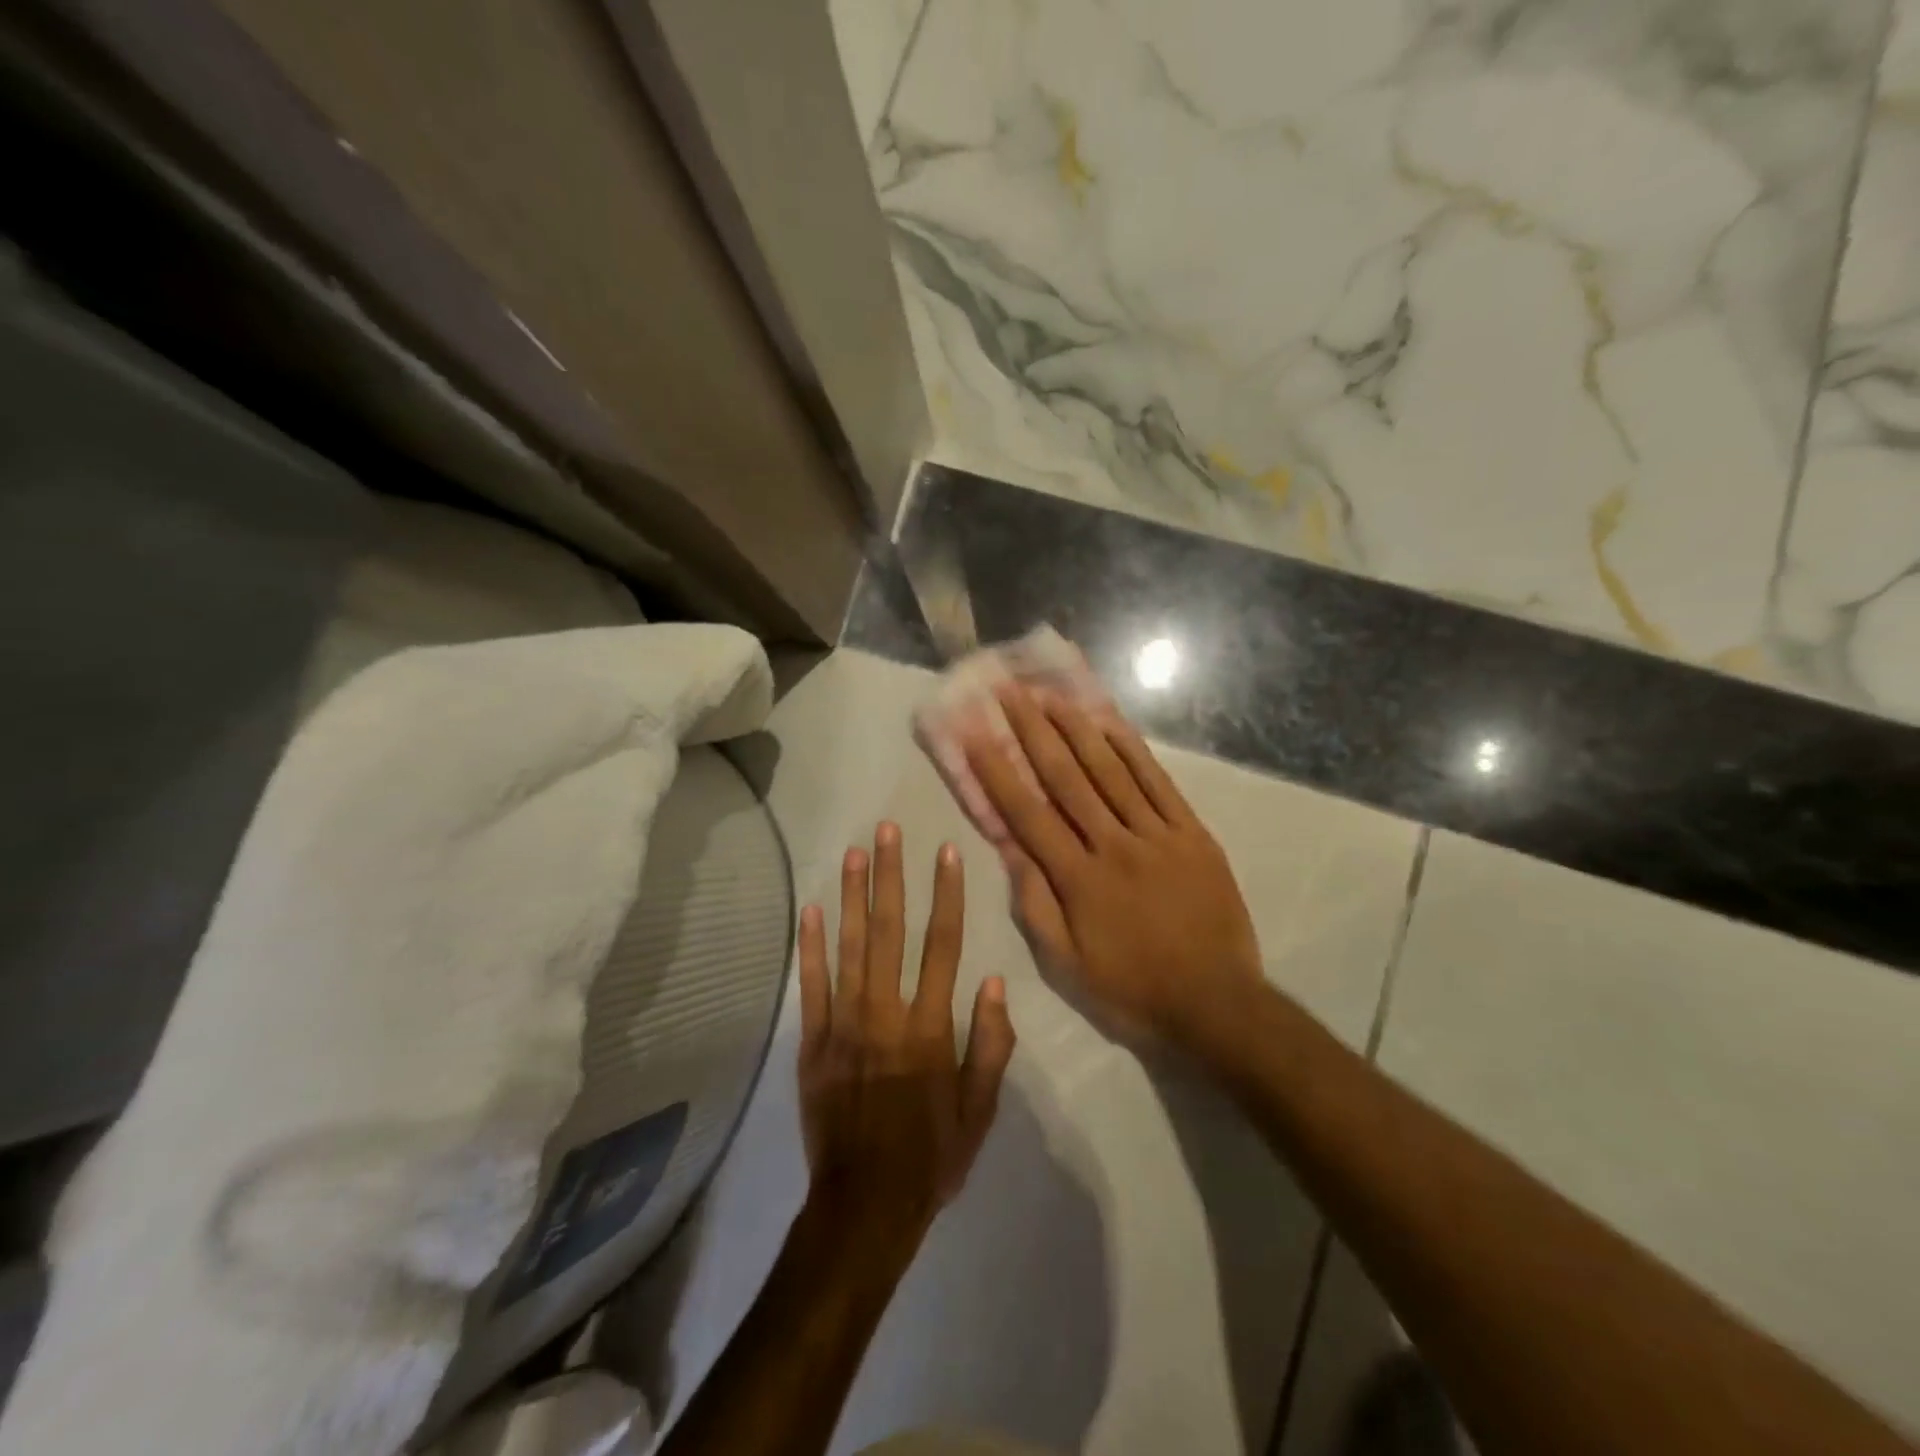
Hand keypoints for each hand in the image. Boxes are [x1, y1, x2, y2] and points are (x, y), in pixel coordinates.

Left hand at [797, 823, 1016, 1240]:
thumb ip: (990, 1044)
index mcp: (930, 1028)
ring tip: (855, 851)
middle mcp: (886, 1014)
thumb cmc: (931, 1156)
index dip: (946, 894)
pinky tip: (812, 908)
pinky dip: (811, 946)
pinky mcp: (813, 1043)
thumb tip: (993, 981)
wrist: (865, 1206)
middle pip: (891, 931)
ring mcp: (844, 1025)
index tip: (945, 852)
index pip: (943, 946)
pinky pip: (812, 986)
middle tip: (888, 830)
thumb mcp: (980, 1110)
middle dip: (891, 876)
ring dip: (853, 895)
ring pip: (850, 947)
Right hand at [965, 685, 1263, 1043]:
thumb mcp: (1067, 965)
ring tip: (1051, 695)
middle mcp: (1113, 844)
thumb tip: (1009, 849)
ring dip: (1077, 729)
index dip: (998, 771)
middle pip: (1066, 778)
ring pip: (1110, 771)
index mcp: (1078, 878)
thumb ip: (1035, 904)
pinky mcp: (1192, 833)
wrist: (1217, 1004)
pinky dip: (1132, 751)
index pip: (1028, 813)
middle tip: (1010, 692)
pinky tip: (1111, 725)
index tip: (975, 734)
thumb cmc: (1132, 990)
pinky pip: (1158, 783)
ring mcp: (1157, 834)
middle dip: (1033, 732)